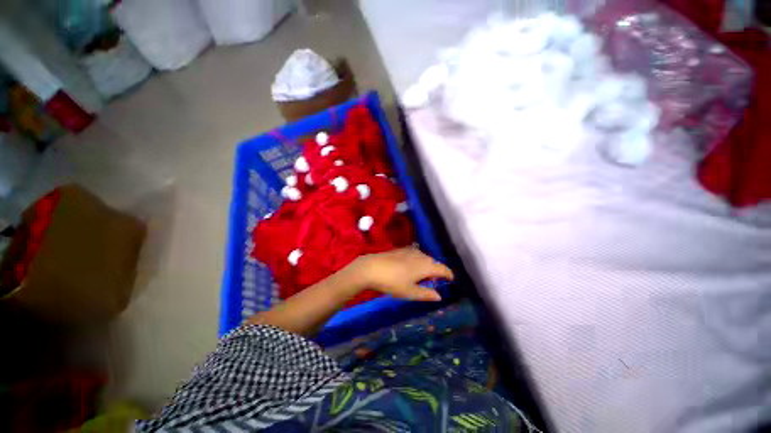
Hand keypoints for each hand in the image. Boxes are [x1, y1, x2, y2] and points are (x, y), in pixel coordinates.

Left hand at [345, 247, 453, 300]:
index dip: (449, 274)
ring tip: (421, 277)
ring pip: (424, 258)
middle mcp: (421, 255)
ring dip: (426, 266)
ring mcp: (410, 250)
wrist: (371, 268)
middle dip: (436, 271)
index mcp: (426, 265)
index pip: (443, 269)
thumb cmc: (392, 282)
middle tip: (433, 282)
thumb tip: (439, 296)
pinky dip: (417, 262)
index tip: (451, 280)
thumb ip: (426, 294)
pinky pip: (415, 255)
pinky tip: (409, 268)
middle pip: (434, 262)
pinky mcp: (401, 249)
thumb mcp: (410, 292)